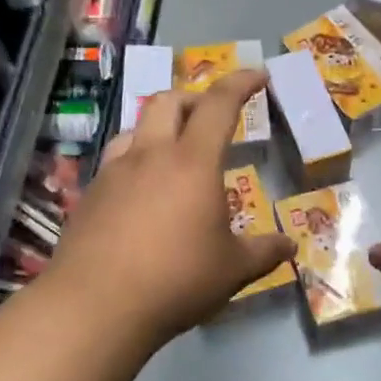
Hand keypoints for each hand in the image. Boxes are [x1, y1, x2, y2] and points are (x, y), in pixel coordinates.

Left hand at [45, 69, 296, 352]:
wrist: (96, 306)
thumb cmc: (176, 280)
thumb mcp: (232, 270)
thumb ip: (264, 252)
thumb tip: (290, 245)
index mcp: (192, 162)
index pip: (218, 105)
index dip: (241, 83)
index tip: (258, 74)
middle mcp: (149, 155)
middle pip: (168, 101)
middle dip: (194, 98)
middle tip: (212, 116)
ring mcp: (113, 173)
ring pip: (135, 127)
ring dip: (159, 126)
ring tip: (173, 151)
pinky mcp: (89, 196)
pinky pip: (115, 161)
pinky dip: (135, 160)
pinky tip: (140, 191)